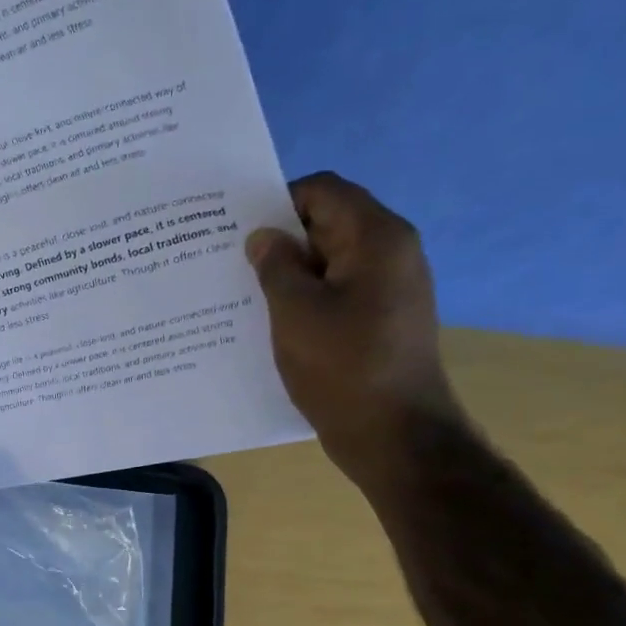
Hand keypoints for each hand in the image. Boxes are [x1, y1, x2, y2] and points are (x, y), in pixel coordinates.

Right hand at [246, 172, 464, 493]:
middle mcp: (391, 253)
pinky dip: (305, 300)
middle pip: (328, 224)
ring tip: (244, 297)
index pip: (323, 191)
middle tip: (230, 265)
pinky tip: (273, 325)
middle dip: (279, 241)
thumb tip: (263, 237)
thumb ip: (275, 266)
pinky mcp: (381, 320)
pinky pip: (338, 294)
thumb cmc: (342, 368)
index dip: (277, 202)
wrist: (394, 434)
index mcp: (376, 238)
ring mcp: (389, 289)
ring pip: (330, 263)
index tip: (236, 231)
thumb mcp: (295, 313)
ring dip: (289, 275)